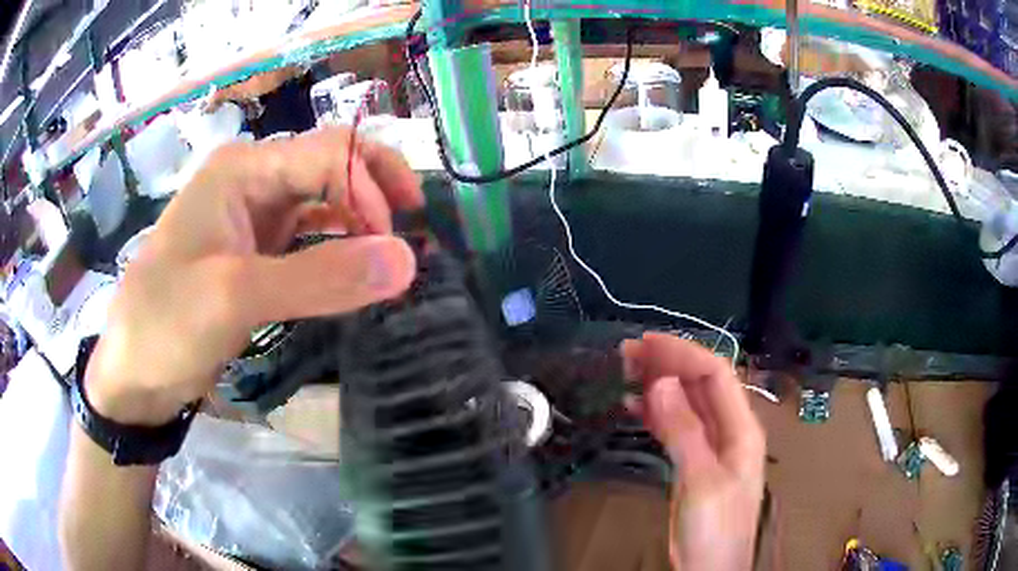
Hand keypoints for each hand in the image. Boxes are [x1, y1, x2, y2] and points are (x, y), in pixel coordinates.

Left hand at [86, 127, 422, 425]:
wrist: (133, 374)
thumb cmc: (166, 323)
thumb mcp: (235, 297)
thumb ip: (320, 278)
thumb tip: (407, 262)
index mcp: (241, 169)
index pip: (328, 152)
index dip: (370, 187)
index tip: (392, 245)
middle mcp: (250, 182)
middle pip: (329, 166)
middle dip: (375, 191)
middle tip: (413, 228)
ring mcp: (252, 219)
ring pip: (322, 202)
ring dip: (360, 222)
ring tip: (391, 254)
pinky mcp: (254, 254)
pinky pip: (308, 238)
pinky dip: (337, 249)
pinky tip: (355, 269)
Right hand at [621, 332, 765, 570]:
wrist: (710, 568)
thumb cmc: (715, 528)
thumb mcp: (701, 480)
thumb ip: (685, 431)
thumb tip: (661, 384)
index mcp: (741, 429)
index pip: (716, 374)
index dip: (683, 353)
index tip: (647, 343)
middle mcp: (728, 430)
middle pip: (701, 384)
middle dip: (668, 362)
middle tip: (629, 352)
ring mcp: (711, 447)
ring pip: (687, 402)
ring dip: (660, 383)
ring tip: (627, 370)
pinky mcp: (694, 462)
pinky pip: (676, 426)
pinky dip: (656, 412)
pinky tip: (635, 406)